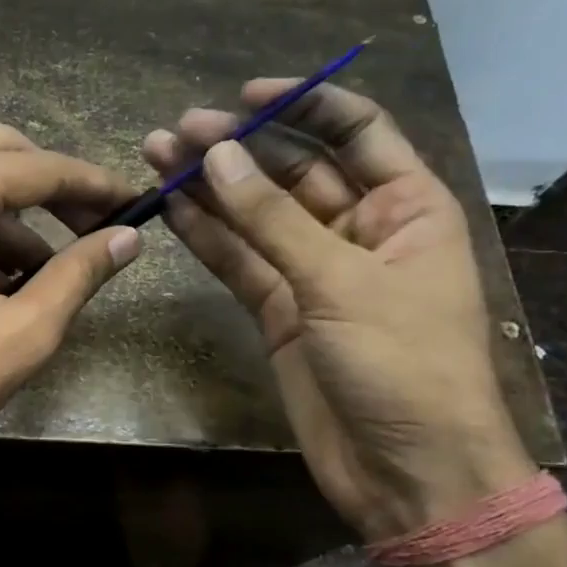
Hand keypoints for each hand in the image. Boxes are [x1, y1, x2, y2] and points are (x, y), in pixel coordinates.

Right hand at [144, 82, 533, 538]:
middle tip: (179, 129)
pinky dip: (207, 237)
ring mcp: (315, 273)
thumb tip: (219, 154)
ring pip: (257, 216)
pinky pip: (240, 262)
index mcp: (407, 207)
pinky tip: (171, 207)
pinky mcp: (281, 312)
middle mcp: (360, 231)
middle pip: (293, 172)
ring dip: (211, 187)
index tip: (245, 94)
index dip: (304, 104)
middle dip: (240, 148)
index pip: (356, 132)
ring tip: (158, 154)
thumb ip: (273, 220)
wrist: (408, 472)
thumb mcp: (343, 283)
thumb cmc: (404, 366)